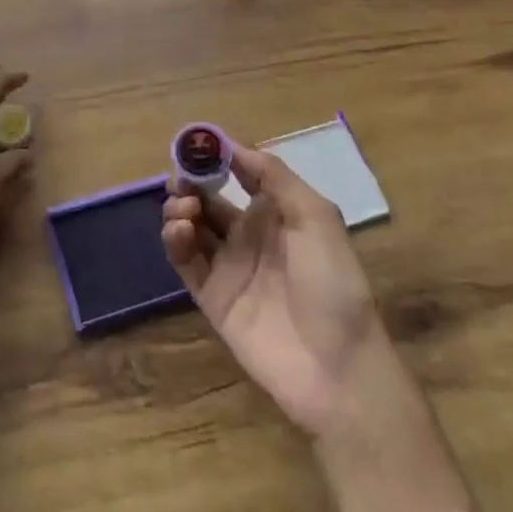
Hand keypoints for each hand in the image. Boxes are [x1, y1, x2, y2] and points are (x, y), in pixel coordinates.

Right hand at [160, 143, 385, 436]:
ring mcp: (228, 266)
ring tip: (183, 209)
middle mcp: (249, 234)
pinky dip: (175, 240)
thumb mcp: (316, 217)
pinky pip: (185, 261)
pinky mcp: (211, 296)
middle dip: (190, 182)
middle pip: (208, 198)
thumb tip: (232, 146)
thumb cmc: (333, 283)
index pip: (238, 174)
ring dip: (180, 208)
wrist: (337, 367)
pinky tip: (179, 230)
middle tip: (181, 181)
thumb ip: (274, 176)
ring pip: (191, 226)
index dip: (216, 157)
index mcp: (276, 213)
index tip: (195, 144)